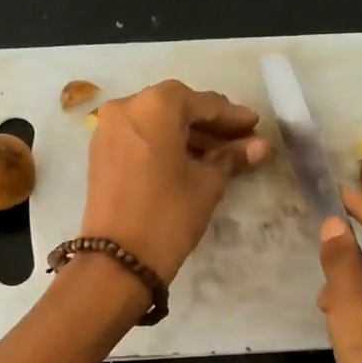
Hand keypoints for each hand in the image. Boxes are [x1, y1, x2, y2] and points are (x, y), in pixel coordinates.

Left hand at [79, 80, 268, 280]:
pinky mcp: (101, 153)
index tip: (255, 125)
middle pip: (176, 108)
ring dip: (187, 135)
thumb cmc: (169, 214)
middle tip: (240, 139)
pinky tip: (189, 160)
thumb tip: (260, 145)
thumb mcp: (207, 183)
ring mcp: (108, 129)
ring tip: (220, 154)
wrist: (118, 259)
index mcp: (155, 105)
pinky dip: (164, 143)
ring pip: (156, 122)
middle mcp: (126, 107)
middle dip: (209, 124)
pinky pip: (139, 137)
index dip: (232, 116)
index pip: (203, 103)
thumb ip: (232, 157)